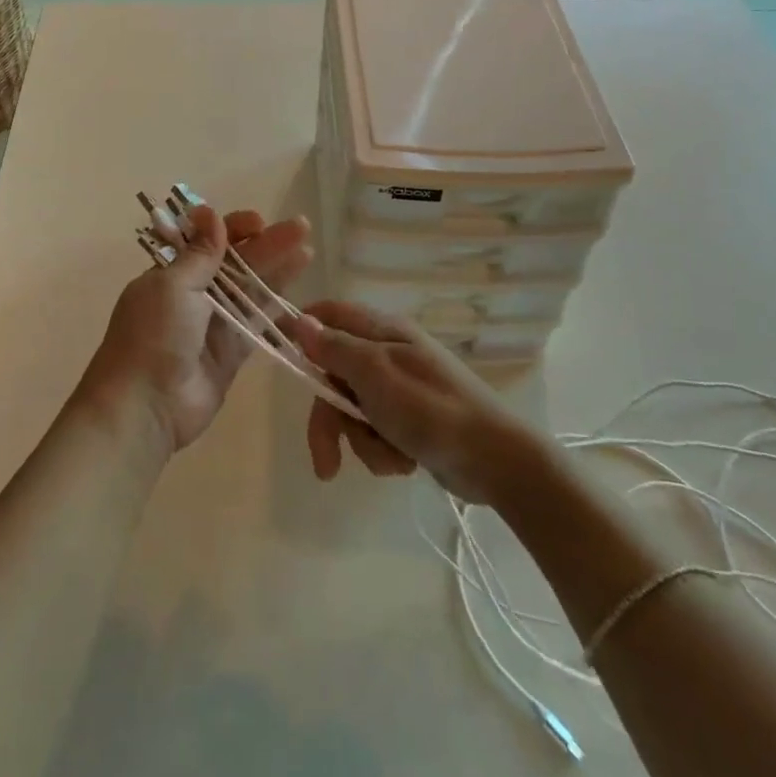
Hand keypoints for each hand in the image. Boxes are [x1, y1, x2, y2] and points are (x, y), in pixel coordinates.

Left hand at [76, 206, 311, 456]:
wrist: (145, 406)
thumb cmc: (154, 335)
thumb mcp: (173, 285)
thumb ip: (200, 254)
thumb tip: (208, 212)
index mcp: (171, 273)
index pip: (207, 241)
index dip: (233, 229)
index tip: (258, 222)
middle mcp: (192, 295)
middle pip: (235, 263)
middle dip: (267, 244)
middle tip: (301, 226)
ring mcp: (213, 325)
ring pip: (250, 291)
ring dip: (277, 271)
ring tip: (308, 251)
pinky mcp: (230, 354)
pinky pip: (257, 326)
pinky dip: (276, 313)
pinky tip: (301, 299)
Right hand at [289, 301, 524, 504]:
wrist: (497, 462)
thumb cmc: (432, 409)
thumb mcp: (376, 375)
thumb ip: (335, 348)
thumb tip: (299, 320)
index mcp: (380, 331)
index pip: (327, 314)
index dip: (301, 332)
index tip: (279, 355)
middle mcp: (386, 353)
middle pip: (333, 374)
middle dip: (330, 417)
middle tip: (327, 458)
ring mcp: (397, 388)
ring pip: (352, 410)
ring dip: (362, 440)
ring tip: (390, 456)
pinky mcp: (408, 420)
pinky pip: (375, 432)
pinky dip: (383, 450)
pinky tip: (404, 462)